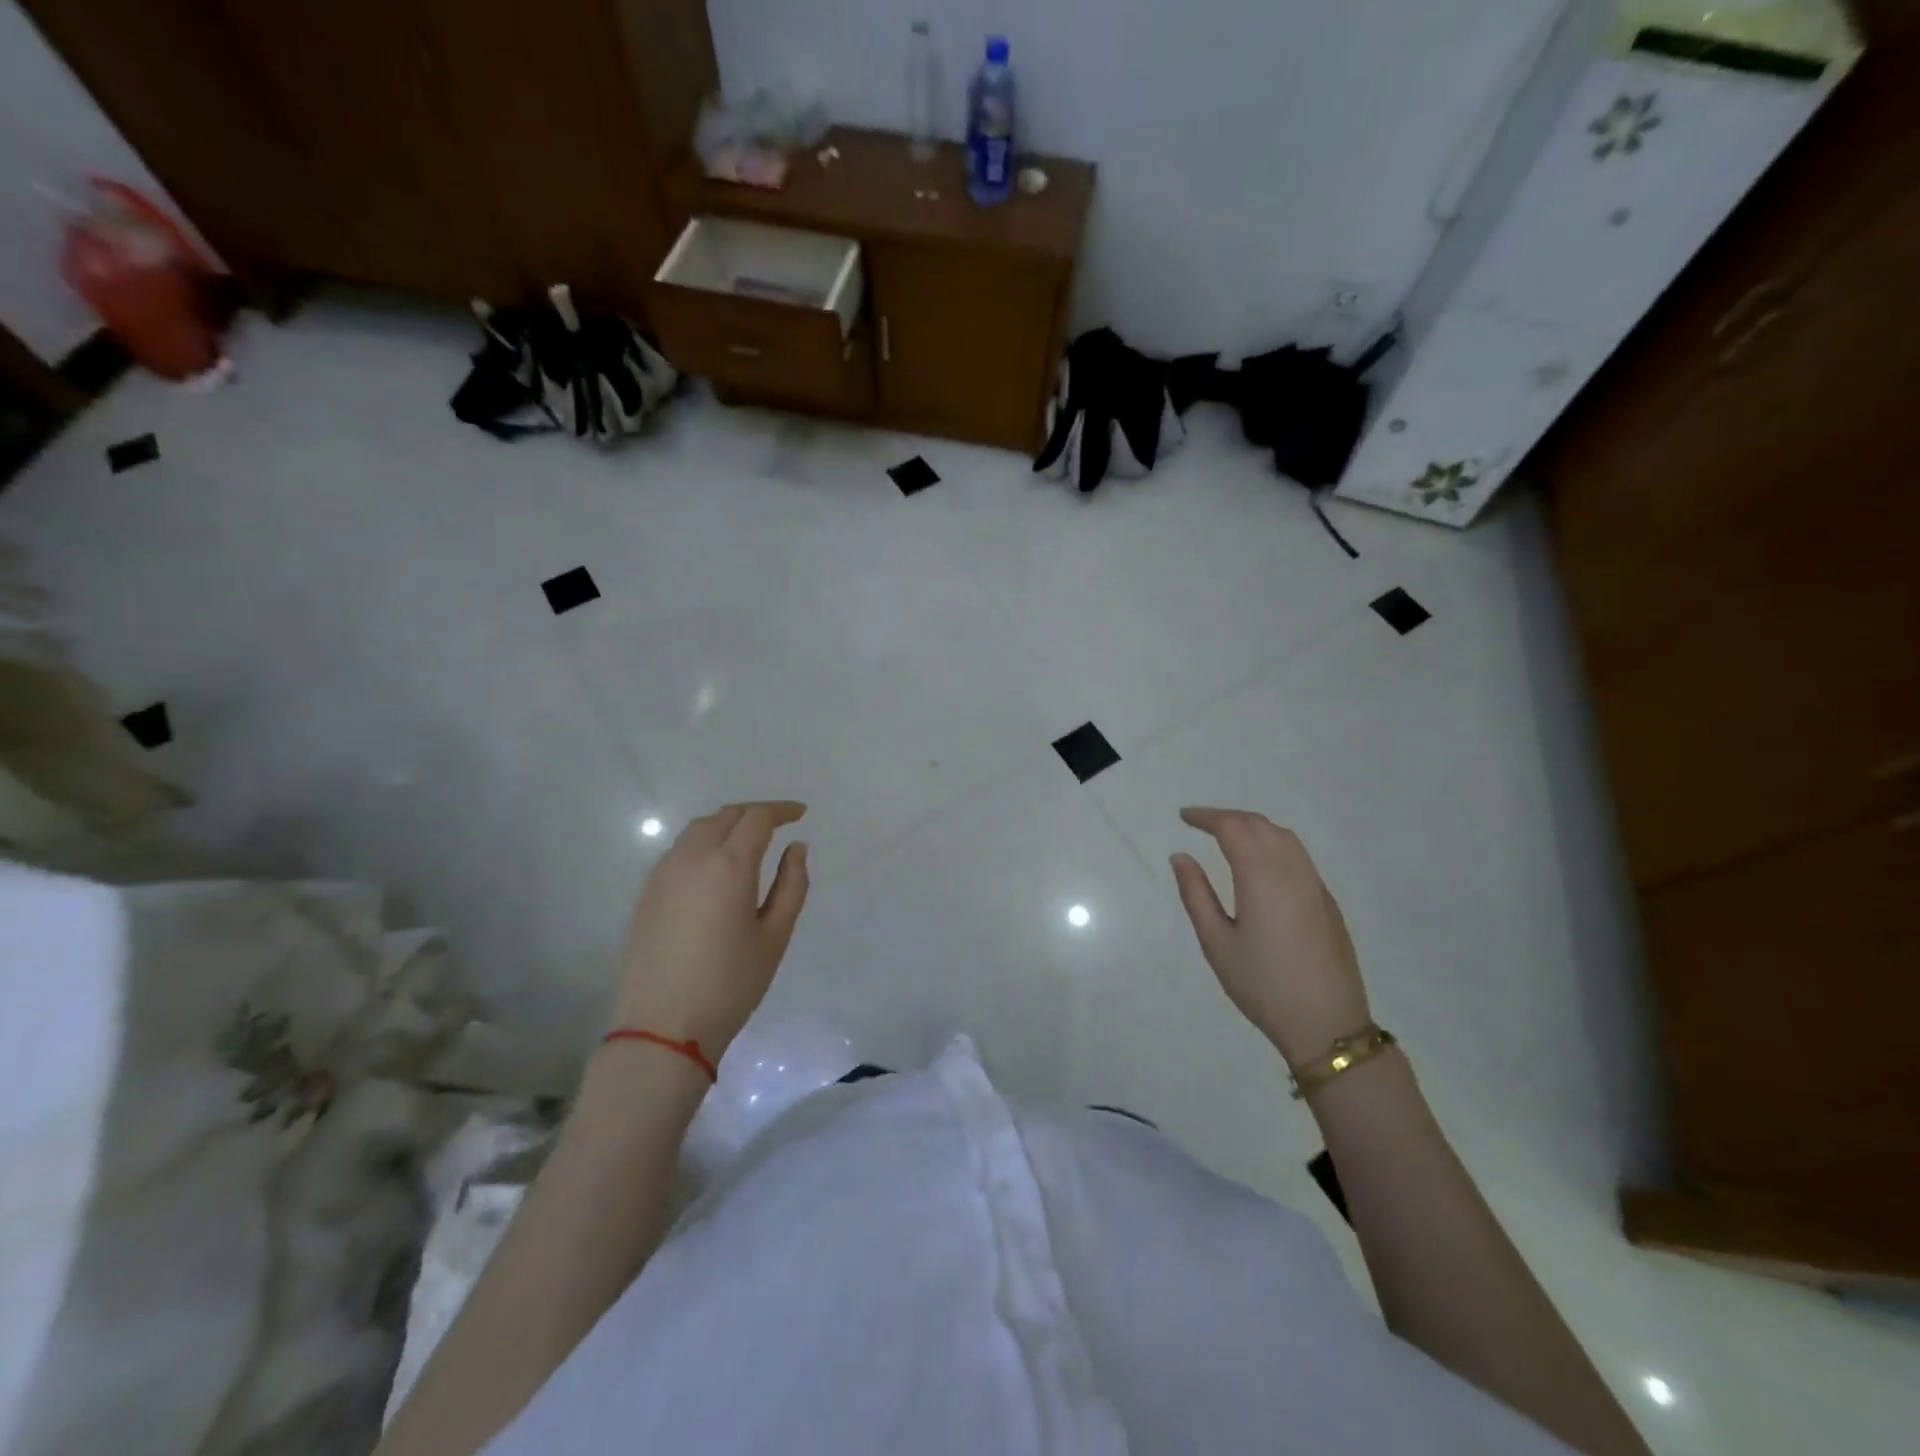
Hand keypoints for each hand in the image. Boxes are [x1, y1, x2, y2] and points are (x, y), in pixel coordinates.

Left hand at [612, 801, 809, 1057]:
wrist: (662, 1028)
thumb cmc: (730, 984)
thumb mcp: (774, 937)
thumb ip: (792, 885)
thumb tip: (796, 848)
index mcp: (729, 866)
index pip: (757, 818)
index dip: (781, 810)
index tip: (800, 814)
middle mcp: (692, 858)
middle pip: (725, 816)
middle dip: (754, 813)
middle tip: (777, 824)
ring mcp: (663, 874)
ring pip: (698, 830)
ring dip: (726, 825)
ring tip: (747, 841)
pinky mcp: (647, 893)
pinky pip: (679, 851)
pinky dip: (703, 843)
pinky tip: (715, 867)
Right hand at [1170, 807, 1370, 1068]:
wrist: (1327, 1024)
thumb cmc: (1262, 985)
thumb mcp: (1216, 943)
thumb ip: (1196, 894)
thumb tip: (1181, 857)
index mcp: (1261, 876)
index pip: (1232, 827)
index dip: (1206, 817)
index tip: (1184, 817)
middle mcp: (1292, 870)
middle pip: (1260, 825)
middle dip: (1229, 817)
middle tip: (1201, 824)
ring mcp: (1314, 885)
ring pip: (1284, 837)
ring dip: (1254, 827)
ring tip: (1228, 836)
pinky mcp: (1326, 901)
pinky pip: (1298, 856)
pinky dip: (1274, 843)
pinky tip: (1260, 862)